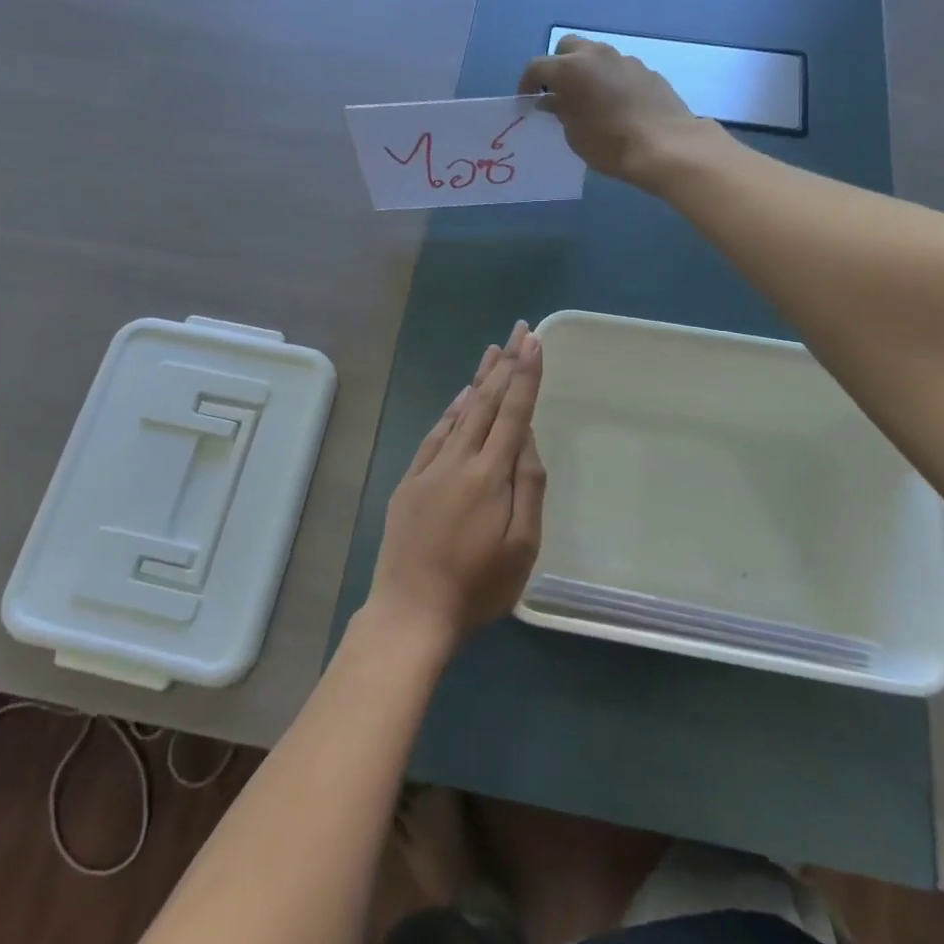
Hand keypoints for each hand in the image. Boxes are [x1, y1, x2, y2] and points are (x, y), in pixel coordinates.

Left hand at [366, 321, 545, 652]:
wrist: (410, 612)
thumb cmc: (476, 587)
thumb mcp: (522, 547)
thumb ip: (528, 487)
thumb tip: (527, 439)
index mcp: (490, 475)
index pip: (513, 413)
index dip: (525, 376)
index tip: (534, 341)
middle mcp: (458, 460)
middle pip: (485, 402)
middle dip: (505, 364)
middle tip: (517, 330)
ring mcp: (429, 468)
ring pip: (459, 413)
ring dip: (478, 381)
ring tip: (493, 352)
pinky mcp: (409, 481)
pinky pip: (434, 434)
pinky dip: (450, 412)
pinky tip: (459, 399)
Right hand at [518, 33, 716, 186]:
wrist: (665, 146)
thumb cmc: (609, 144)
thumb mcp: (574, 134)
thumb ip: (560, 111)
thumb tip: (551, 100)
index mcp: (570, 69)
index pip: (537, 66)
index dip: (527, 84)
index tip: (527, 101)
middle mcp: (596, 55)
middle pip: (567, 47)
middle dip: (558, 65)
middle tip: (558, 92)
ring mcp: (625, 60)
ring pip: (596, 55)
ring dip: (586, 70)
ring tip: (588, 98)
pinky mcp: (647, 71)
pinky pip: (619, 69)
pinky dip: (610, 80)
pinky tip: (616, 105)